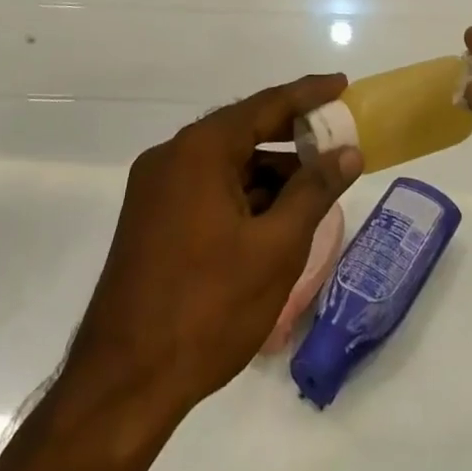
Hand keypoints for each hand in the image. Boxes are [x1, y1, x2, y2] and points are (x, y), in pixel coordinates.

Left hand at [64, 74, 363, 423]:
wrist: (123, 385)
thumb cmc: (207, 308)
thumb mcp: (276, 248)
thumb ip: (315, 190)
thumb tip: (348, 151)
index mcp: (200, 150)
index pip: (266, 105)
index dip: (309, 94)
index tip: (342, 85)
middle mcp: (173, 156)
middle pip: (243, 130)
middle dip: (292, 136)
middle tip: (336, 137)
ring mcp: (156, 188)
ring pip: (226, 162)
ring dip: (269, 170)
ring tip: (314, 187)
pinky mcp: (151, 218)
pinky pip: (207, 187)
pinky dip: (243, 193)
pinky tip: (273, 218)